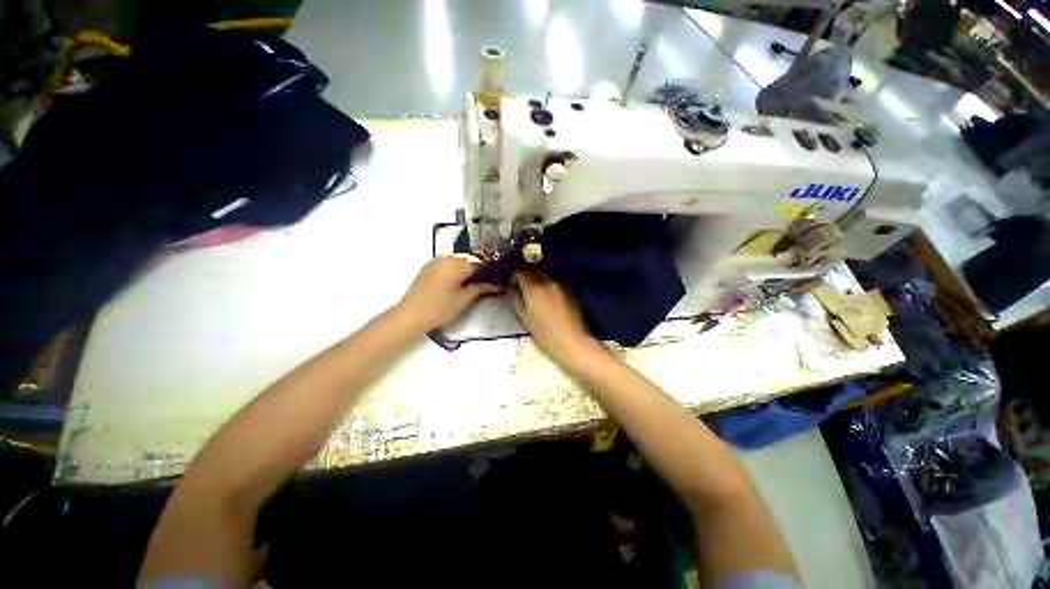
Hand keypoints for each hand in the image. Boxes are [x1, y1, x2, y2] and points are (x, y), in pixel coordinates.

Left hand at [397, 255, 501, 331]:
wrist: (410, 316)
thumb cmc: (439, 308)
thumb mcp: (464, 299)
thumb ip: (481, 288)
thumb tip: (497, 284)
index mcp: (456, 264)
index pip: (479, 263)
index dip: (490, 271)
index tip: (497, 280)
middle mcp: (445, 258)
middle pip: (468, 261)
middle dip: (478, 271)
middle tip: (486, 284)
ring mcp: (435, 262)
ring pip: (458, 262)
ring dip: (467, 271)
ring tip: (473, 285)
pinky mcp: (428, 268)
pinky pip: (447, 265)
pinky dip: (455, 271)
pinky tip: (458, 284)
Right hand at [510, 271, 598, 361]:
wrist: (572, 342)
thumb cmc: (544, 333)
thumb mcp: (524, 318)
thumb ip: (516, 299)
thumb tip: (511, 287)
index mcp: (533, 286)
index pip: (520, 269)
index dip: (513, 270)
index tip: (509, 275)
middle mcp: (547, 280)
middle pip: (533, 270)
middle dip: (525, 274)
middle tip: (519, 282)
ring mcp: (560, 284)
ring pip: (545, 276)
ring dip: (537, 279)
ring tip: (532, 290)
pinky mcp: (569, 290)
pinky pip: (554, 282)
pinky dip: (547, 285)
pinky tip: (546, 296)